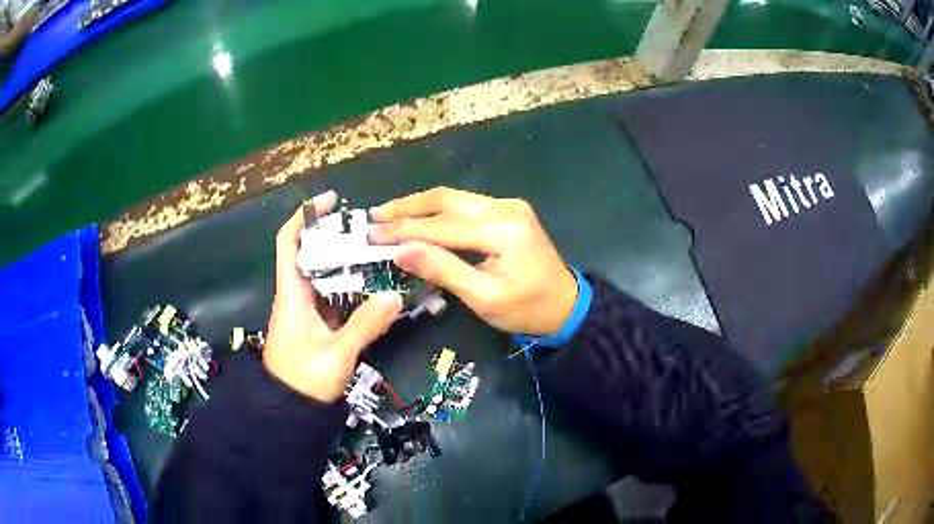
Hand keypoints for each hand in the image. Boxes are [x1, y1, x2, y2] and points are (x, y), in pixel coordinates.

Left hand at [264, 191, 403, 402]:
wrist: (289, 411)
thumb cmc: (303, 380)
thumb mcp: (336, 355)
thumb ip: (364, 325)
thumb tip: (394, 294)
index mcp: (291, 294)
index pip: (289, 243)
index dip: (306, 216)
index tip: (331, 200)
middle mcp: (297, 295)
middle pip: (312, 253)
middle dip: (336, 236)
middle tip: (369, 230)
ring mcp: (308, 311)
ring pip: (326, 275)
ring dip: (348, 262)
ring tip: (378, 252)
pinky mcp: (318, 325)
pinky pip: (335, 297)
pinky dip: (353, 287)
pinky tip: (375, 285)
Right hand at [369, 187, 576, 336]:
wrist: (566, 305)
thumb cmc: (526, 309)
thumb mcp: (483, 298)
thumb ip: (442, 270)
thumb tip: (399, 251)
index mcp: (504, 231)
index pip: (443, 226)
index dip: (404, 230)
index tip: (372, 235)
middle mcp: (506, 208)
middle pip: (447, 199)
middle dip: (407, 207)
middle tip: (374, 215)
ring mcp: (509, 205)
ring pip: (454, 198)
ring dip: (419, 204)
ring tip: (388, 213)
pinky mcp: (508, 210)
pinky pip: (466, 204)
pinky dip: (438, 210)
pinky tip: (418, 215)